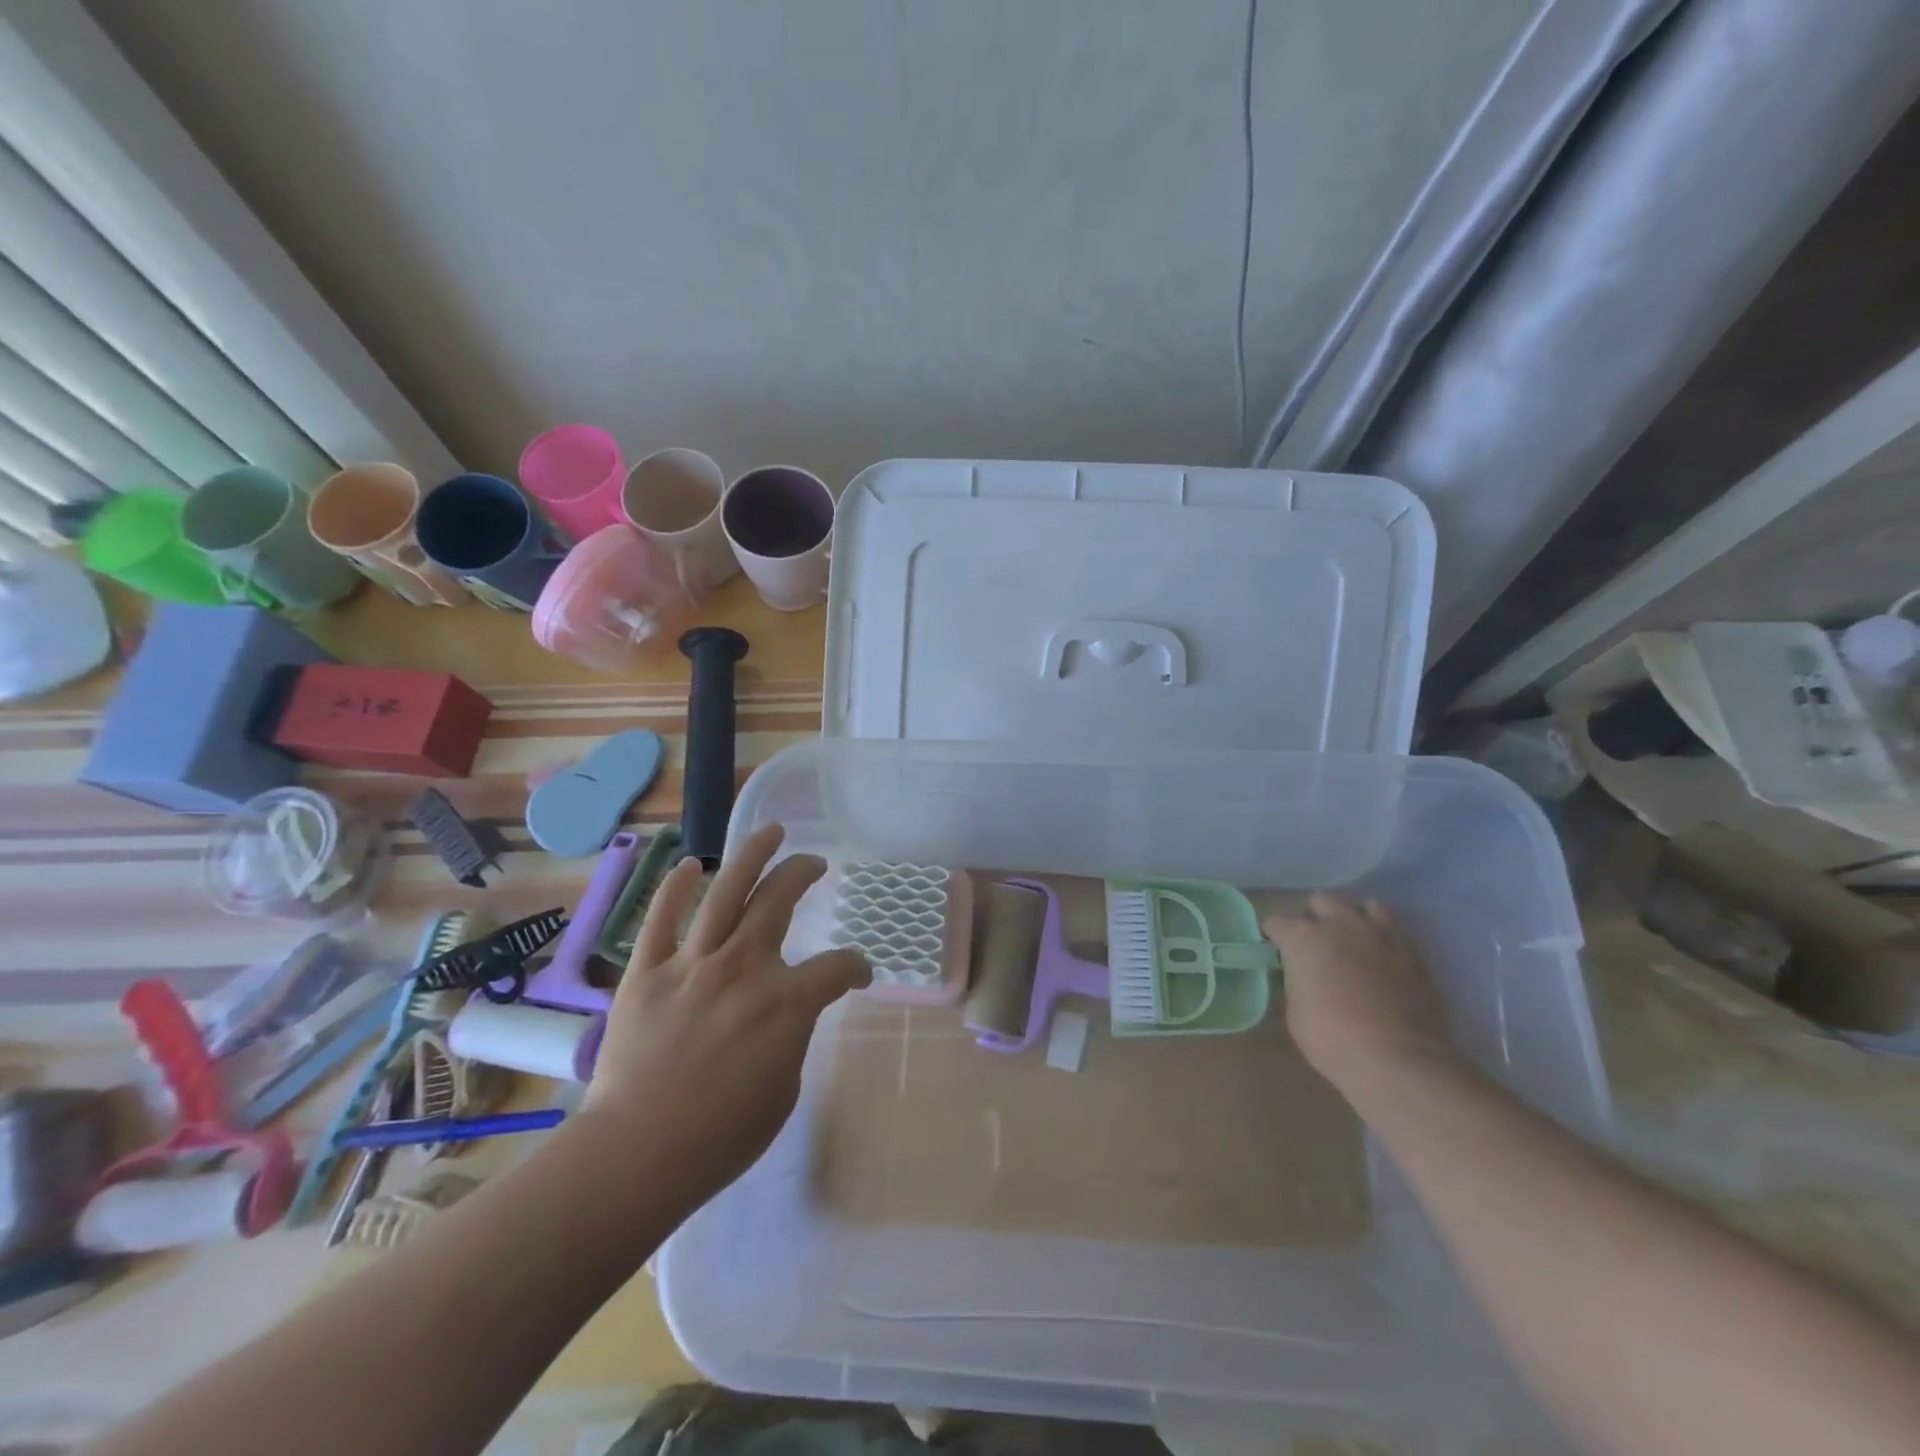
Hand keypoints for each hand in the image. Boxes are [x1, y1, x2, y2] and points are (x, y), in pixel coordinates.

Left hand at [580, 823, 869, 1205]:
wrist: (638, 1154)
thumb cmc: (721, 1136)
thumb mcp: (783, 1090)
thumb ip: (790, 1036)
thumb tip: (783, 1014)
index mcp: (786, 1002)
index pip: (838, 967)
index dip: (855, 967)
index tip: (857, 973)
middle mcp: (744, 967)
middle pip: (780, 901)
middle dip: (803, 873)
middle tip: (813, 862)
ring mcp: (693, 964)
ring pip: (726, 892)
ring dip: (751, 855)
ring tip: (770, 831)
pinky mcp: (647, 973)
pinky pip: (661, 920)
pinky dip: (674, 889)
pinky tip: (688, 865)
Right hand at [1263, 894, 1457, 1094]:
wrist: (1398, 1060)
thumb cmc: (1333, 1039)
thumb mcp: (1295, 1012)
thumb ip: (1296, 982)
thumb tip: (1300, 978)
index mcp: (1303, 937)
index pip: (1276, 922)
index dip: (1274, 937)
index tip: (1276, 952)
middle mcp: (1340, 924)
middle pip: (1320, 901)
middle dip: (1314, 918)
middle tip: (1315, 945)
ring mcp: (1380, 934)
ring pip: (1363, 906)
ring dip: (1353, 919)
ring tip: (1353, 942)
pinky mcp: (1412, 952)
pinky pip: (1394, 930)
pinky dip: (1383, 938)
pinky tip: (1382, 959)